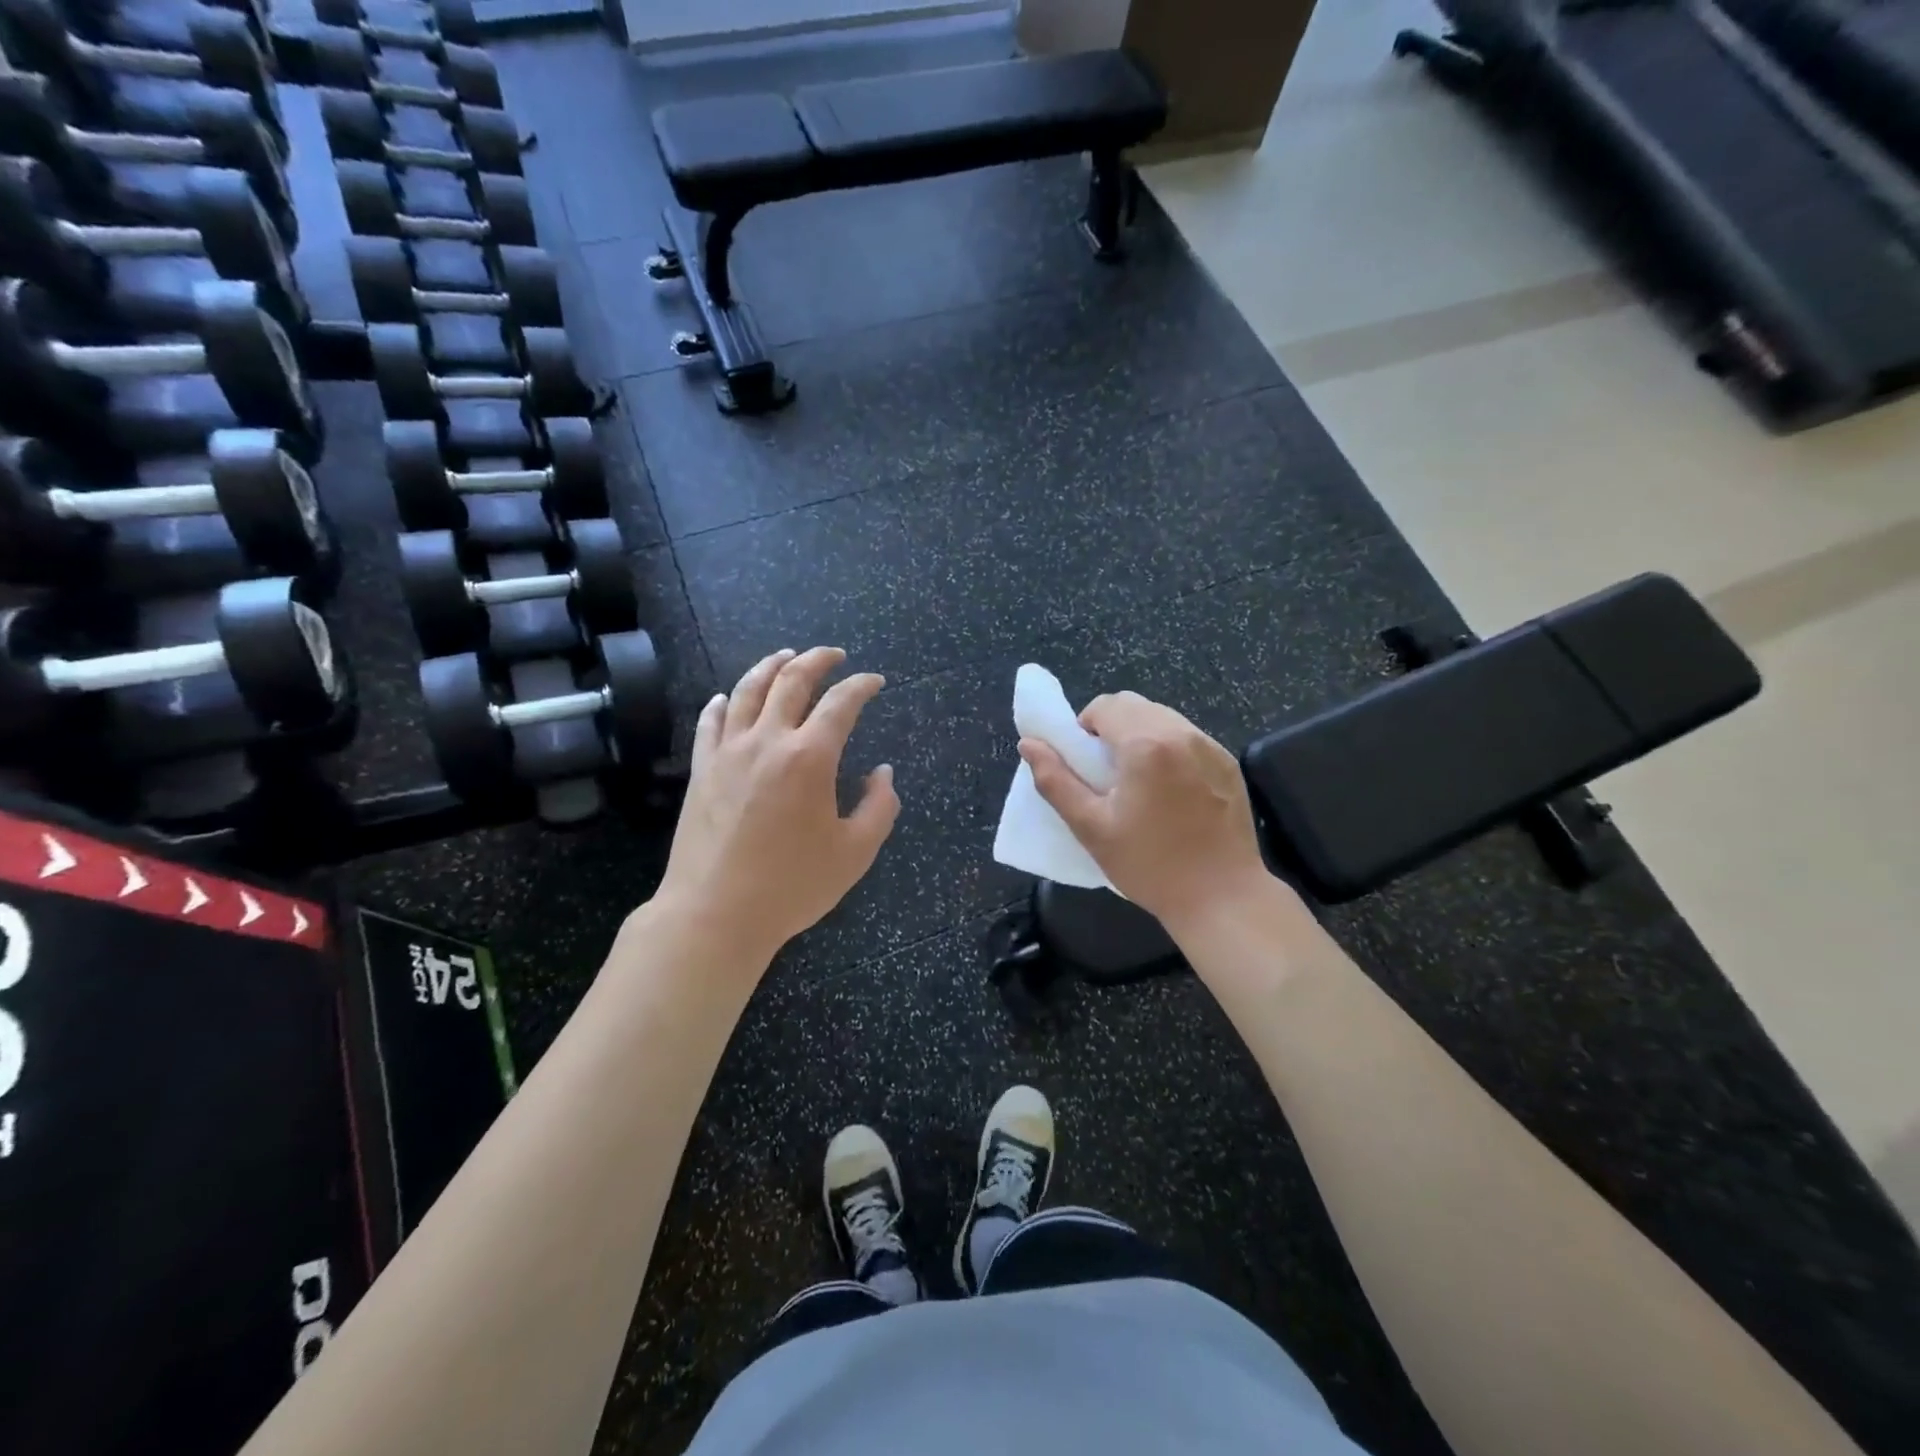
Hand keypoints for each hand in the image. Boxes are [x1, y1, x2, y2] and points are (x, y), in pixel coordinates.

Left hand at [652, 647, 898, 962]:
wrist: (715, 913)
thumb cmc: (792, 886)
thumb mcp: (856, 852)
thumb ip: (879, 807)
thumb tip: (883, 773)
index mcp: (811, 757)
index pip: (841, 703)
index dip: (862, 685)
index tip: (875, 681)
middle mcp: (768, 741)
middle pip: (792, 680)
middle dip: (817, 660)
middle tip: (834, 655)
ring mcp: (729, 752)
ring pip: (747, 690)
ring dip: (771, 666)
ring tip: (785, 656)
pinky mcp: (702, 770)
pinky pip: (710, 722)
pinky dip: (722, 702)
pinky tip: (726, 698)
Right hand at [1020, 692, 1268, 933]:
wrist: (1221, 897)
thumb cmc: (1149, 865)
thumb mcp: (1091, 827)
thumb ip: (1055, 780)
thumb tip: (1028, 744)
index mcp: (1145, 744)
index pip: (1104, 706)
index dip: (1084, 728)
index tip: (1085, 763)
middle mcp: (1181, 733)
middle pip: (1134, 705)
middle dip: (1111, 726)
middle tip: (1106, 772)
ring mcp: (1210, 746)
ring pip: (1163, 717)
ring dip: (1140, 734)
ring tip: (1138, 781)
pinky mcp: (1228, 763)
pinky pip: (1188, 737)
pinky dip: (1169, 748)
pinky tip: (1170, 790)